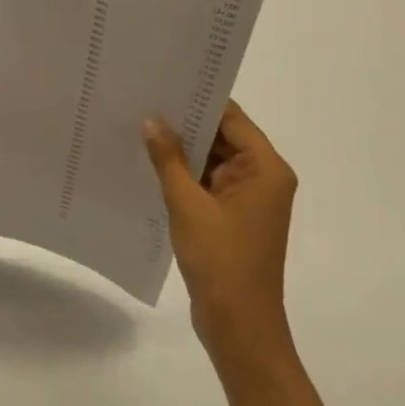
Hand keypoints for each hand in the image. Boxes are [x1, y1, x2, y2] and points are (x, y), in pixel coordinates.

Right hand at [143, 101, 296, 353]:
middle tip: (142, 100)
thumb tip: (152, 120)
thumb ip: (169, 159)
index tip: (163, 81)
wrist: (238, 324)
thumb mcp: (187, 204)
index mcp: (265, 169)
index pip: (231, 118)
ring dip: (182, 149)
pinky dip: (183, 174)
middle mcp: (262, 178)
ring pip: (212, 160)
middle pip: (223, 137)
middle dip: (185, 122)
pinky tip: (150, 163)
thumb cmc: (220, 260)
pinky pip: (207, 183)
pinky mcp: (232, 217)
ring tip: (139, 125)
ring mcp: (247, 199)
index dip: (199, 98)